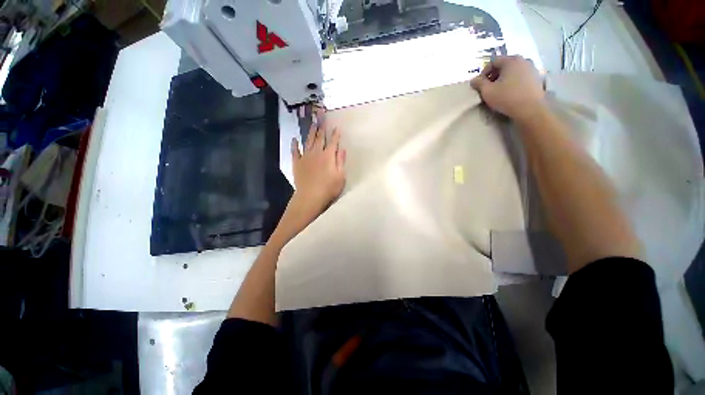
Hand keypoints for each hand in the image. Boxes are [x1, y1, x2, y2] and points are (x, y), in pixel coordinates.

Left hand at [274, 112, 345, 241]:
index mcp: (328, 156)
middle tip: (320, 113)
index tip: (336, 126)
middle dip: (321, 124)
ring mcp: (306, 157)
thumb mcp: (340, 176)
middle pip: (320, 137)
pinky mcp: (297, 163)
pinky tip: (294, 139)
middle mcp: (317, 153)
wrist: (310, 197)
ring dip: (311, 131)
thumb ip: (340, 161)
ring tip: (312, 122)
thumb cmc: (328, 188)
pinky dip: (294, 145)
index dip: (335, 134)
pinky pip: (295, 151)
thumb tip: (342, 149)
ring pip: (308, 141)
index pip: (333, 142)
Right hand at [470, 56, 545, 122]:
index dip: (483, 72)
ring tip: (499, 90)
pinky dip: (513, 81)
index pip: (493, 61)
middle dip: (494, 75)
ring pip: (513, 70)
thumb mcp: (487, 91)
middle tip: (488, 87)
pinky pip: (521, 76)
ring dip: (504, 78)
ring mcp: (532, 68)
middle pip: (504, 64)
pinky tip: (510, 92)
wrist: (530, 109)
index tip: (480, 84)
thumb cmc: (507, 98)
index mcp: (511, 60)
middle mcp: (523, 60)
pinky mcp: (537, 77)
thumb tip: (474, 80)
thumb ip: (478, 83)